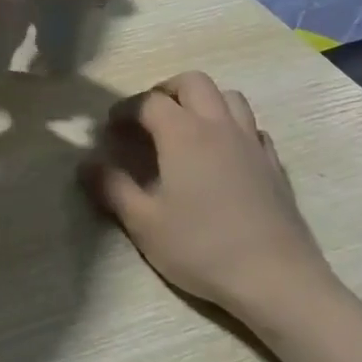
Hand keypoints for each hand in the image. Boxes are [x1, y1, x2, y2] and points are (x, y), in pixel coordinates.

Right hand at [81, 72, 337, 326]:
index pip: (149, 102)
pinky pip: (251, 127)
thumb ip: (112, 188)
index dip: (126, 109)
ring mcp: (252, 143)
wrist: (275, 277)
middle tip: (148, 117)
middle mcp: (219, 126)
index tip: (110, 126)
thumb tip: (85, 164)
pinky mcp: (274, 164)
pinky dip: (232, 127)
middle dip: (166, 91)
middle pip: (193, 83)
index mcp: (183, 134)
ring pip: (229, 97)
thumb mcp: (144, 223)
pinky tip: (223, 154)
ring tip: (186, 127)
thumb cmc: (201, 247)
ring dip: (203, 101)